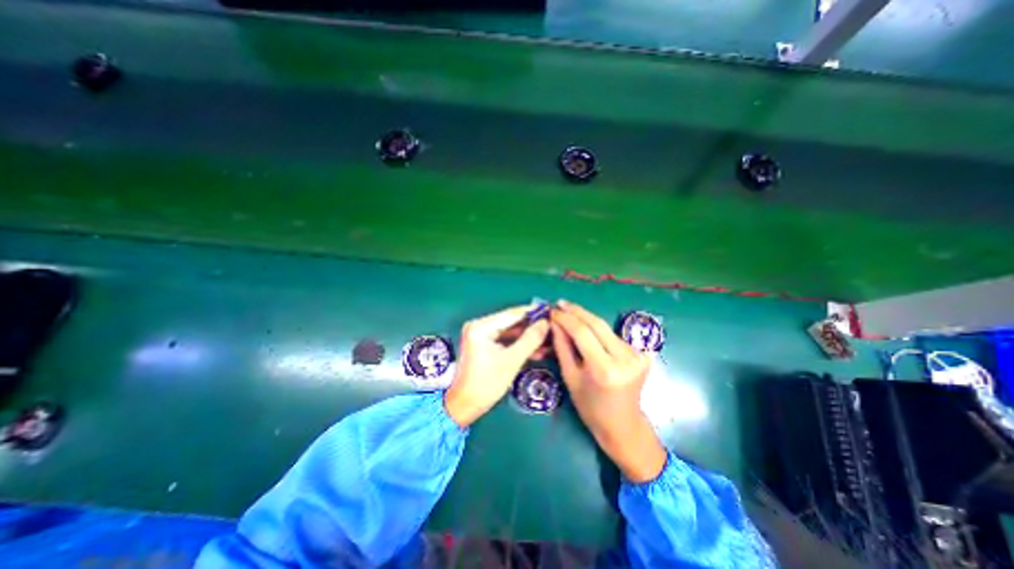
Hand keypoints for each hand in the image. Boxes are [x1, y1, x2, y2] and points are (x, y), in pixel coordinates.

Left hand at [446, 306, 551, 427]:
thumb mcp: (512, 360)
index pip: (512, 314)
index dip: (533, 312)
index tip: (550, 311)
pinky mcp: (483, 344)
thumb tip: (545, 322)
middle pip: (511, 322)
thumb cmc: (486, 383)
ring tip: (549, 340)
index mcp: (481, 326)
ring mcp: (480, 335)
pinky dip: (519, 345)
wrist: (465, 406)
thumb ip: (530, 339)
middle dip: (532, 327)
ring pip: (510, 332)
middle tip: (552, 327)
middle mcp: (479, 326)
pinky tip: (536, 349)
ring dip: (528, 337)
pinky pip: (505, 340)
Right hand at [552, 299, 670, 480]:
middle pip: (597, 324)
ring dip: (586, 319)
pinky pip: (613, 336)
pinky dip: (598, 330)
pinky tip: (586, 328)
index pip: (582, 332)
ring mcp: (637, 355)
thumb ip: (562, 347)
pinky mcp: (643, 354)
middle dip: (576, 311)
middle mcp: (624, 358)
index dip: (565, 318)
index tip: (552, 310)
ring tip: (569, 313)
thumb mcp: (570, 377)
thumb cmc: (590, 407)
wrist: (623, 424)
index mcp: (604, 369)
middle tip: (560, 303)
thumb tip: (555, 322)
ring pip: (605, 328)